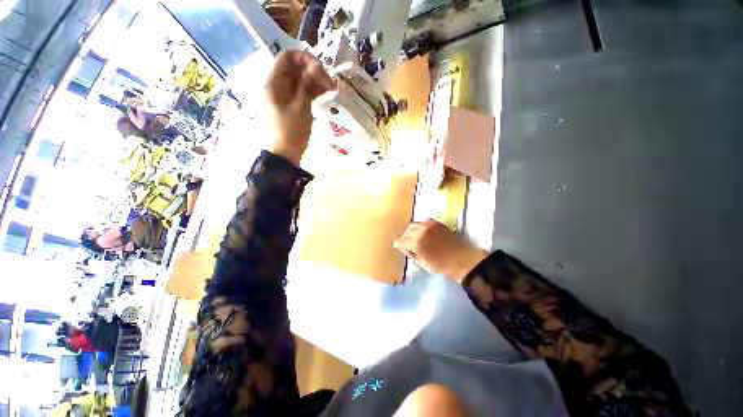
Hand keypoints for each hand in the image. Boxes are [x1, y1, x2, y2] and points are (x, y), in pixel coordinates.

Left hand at [265, 50, 335, 164]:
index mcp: (274, 82)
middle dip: (313, 71)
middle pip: (295, 69)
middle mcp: (277, 85)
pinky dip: (312, 91)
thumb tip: (315, 65)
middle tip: (330, 82)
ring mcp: (284, 96)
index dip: (305, 58)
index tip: (321, 68)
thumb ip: (307, 85)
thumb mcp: (301, 107)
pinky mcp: (291, 105)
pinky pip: (301, 92)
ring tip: (332, 89)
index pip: (287, 57)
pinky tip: (325, 93)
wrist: (285, 154)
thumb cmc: (291, 131)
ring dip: (315, 81)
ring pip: (300, 80)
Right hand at [394, 219, 488, 282]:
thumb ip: (410, 253)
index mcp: (416, 243)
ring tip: (414, 237)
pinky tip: (422, 231)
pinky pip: (423, 221)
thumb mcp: (422, 263)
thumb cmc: (442, 266)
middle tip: (406, 243)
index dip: (398, 244)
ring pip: (414, 224)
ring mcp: (429, 225)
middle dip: (404, 237)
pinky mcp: (436, 222)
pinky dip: (420, 226)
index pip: (401, 241)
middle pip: (407, 231)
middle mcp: (421, 231)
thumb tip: (402, 247)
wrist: (463, 259)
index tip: (396, 245)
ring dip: (411, 231)